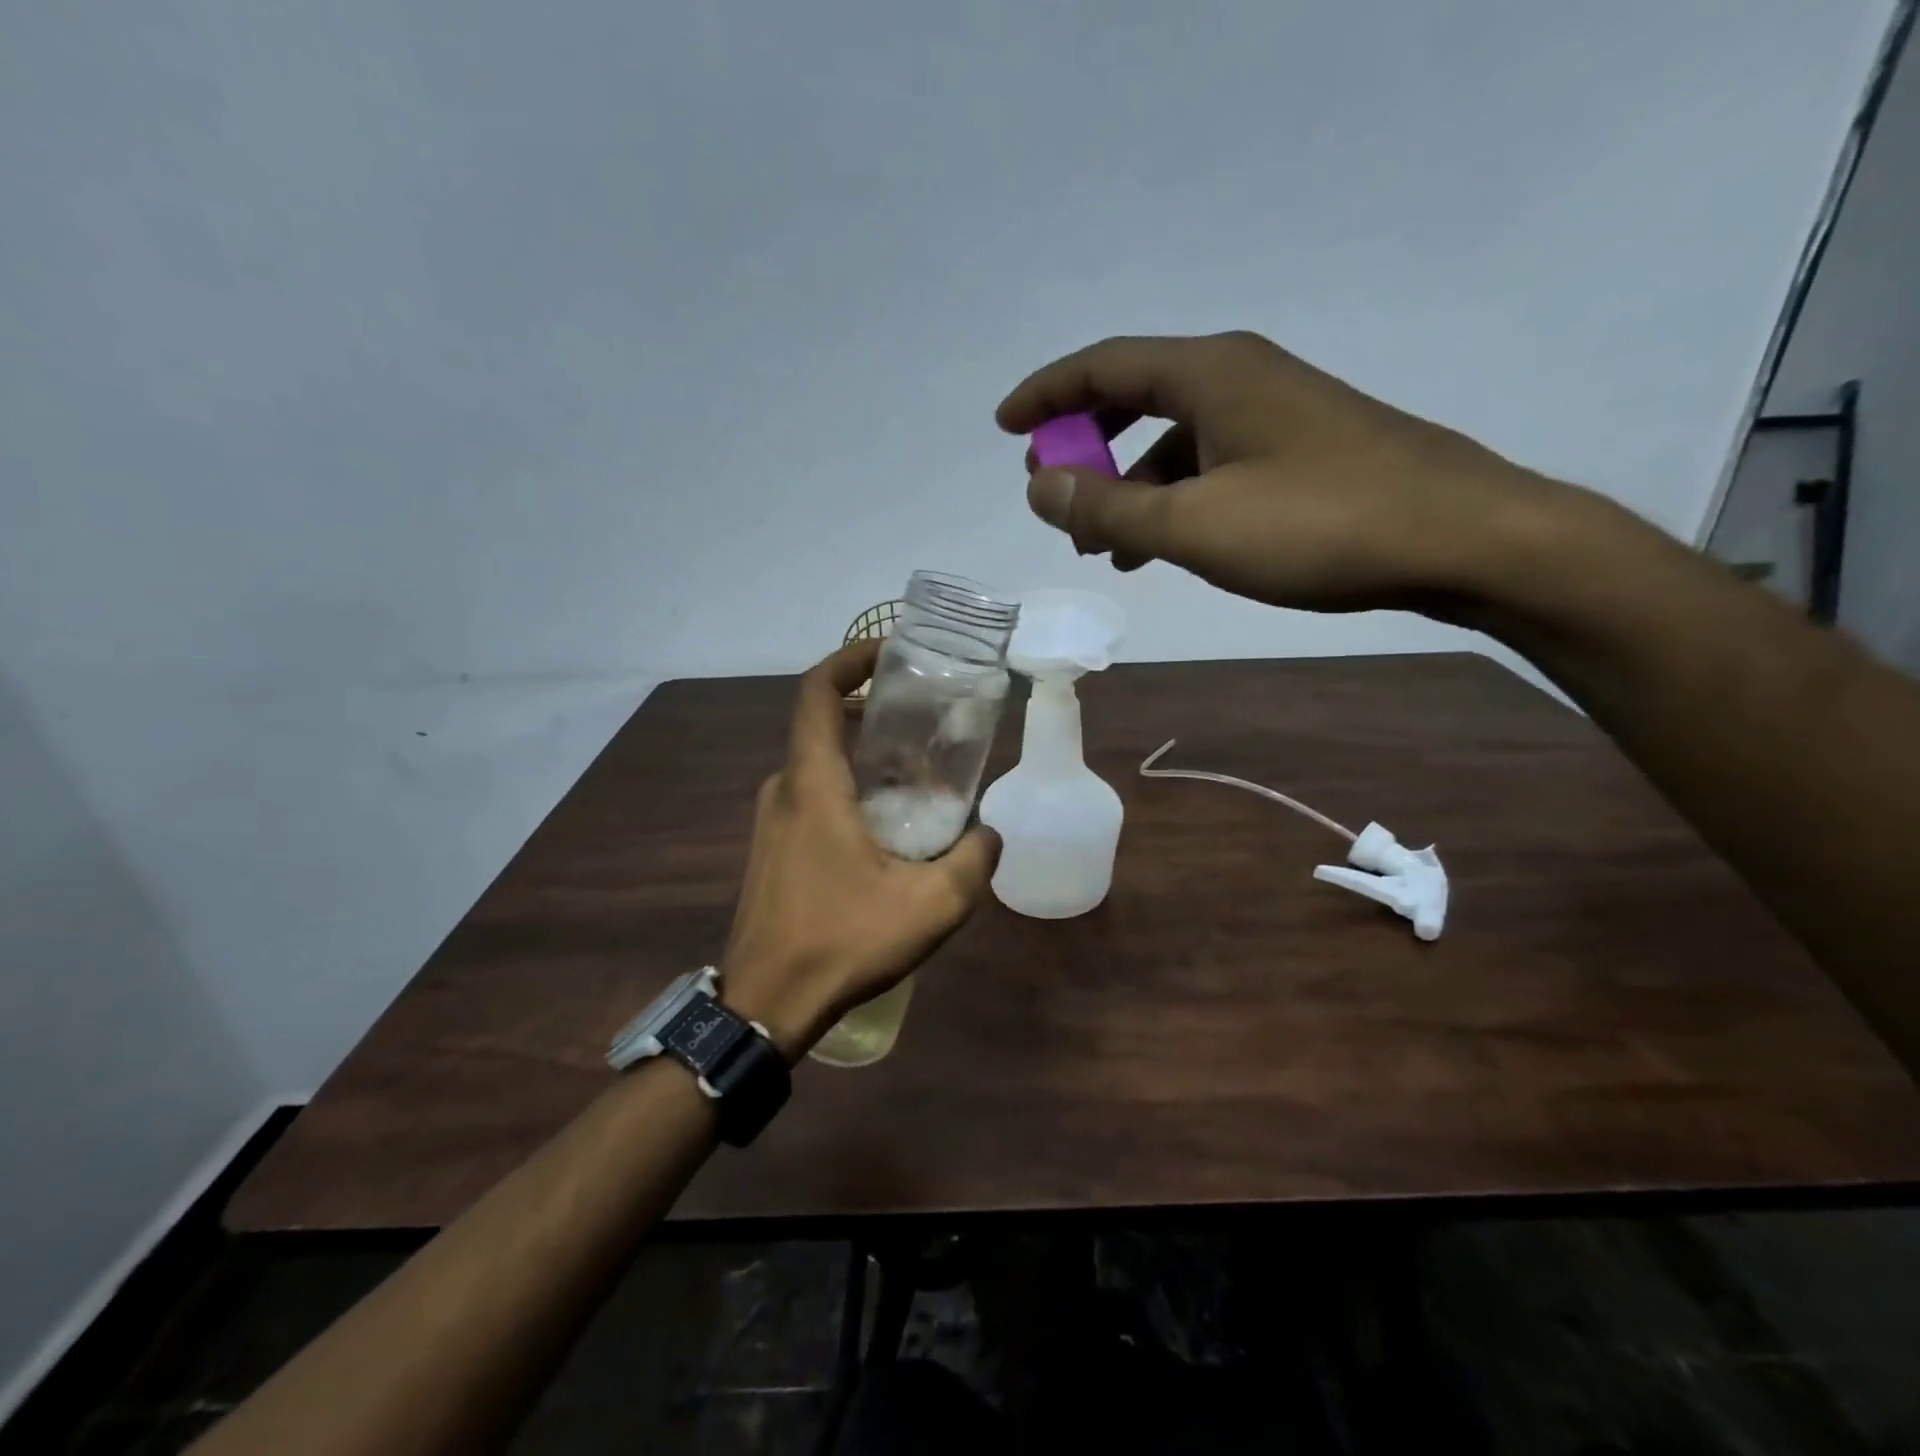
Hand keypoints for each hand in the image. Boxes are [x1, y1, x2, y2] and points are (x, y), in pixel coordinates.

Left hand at [719, 638, 1000, 1060]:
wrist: (766, 1004)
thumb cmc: (843, 941)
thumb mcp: (931, 904)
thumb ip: (973, 861)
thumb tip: (990, 835)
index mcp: (812, 783)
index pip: (817, 691)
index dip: (850, 658)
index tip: (891, 652)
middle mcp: (784, 789)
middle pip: (825, 725)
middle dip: (875, 712)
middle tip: (927, 722)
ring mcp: (772, 821)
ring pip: (820, 765)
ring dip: (865, 756)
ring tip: (919, 774)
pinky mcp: (771, 849)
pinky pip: (812, 797)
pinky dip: (849, 789)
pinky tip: (888, 825)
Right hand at [997, 331, 1570, 614]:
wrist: (1461, 538)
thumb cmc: (1319, 524)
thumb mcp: (1195, 524)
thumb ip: (1109, 507)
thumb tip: (1038, 485)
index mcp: (1210, 373)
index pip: (1103, 366)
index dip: (1046, 394)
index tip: (1004, 427)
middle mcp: (1240, 377)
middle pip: (1136, 397)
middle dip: (1085, 443)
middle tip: (1052, 491)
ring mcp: (1275, 413)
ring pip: (1174, 439)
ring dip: (1128, 484)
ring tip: (1100, 540)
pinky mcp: (1300, 451)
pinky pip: (1210, 464)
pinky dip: (1172, 498)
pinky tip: (1163, 545)